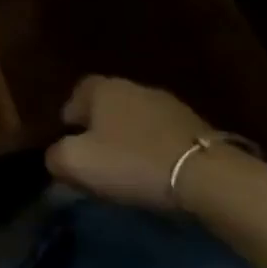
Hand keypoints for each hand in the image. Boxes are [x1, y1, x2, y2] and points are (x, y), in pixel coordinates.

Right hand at [44, 76, 215, 209]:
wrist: (212, 179)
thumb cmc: (133, 162)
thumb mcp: (77, 163)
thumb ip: (55, 157)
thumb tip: (56, 158)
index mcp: (103, 88)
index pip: (77, 93)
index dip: (71, 116)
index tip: (71, 142)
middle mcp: (136, 88)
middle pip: (110, 106)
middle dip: (102, 129)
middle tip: (99, 158)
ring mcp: (172, 107)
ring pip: (140, 122)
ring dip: (134, 141)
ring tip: (131, 171)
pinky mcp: (202, 131)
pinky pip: (168, 139)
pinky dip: (160, 153)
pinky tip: (160, 175)